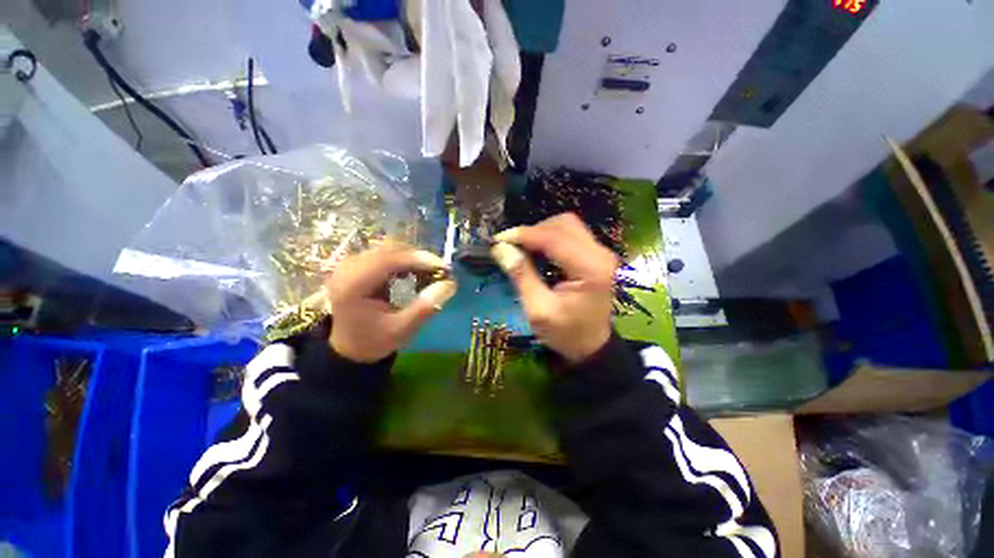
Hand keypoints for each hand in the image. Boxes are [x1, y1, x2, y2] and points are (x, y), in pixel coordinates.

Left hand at [327, 243, 456, 362]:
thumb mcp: (401, 330)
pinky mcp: (357, 265)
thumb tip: (450, 284)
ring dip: (413, 258)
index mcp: (353, 285)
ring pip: (389, 249)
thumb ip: (426, 307)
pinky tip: (414, 273)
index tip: (444, 267)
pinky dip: (404, 261)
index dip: (419, 259)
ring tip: (430, 273)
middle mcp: (347, 268)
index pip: (388, 260)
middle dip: (418, 258)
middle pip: (389, 249)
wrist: (348, 348)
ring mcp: (350, 264)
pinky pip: (385, 254)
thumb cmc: (373, 341)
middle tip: (440, 271)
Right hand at [491, 213, 616, 362]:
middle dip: (534, 231)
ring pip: (568, 225)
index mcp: (590, 269)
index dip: (525, 235)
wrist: (591, 346)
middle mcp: (600, 254)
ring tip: (523, 248)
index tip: (499, 239)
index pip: (555, 238)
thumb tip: (500, 248)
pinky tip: (538, 251)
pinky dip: (550, 237)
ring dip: (542, 232)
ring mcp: (601, 253)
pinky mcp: (596, 255)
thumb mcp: (538, 310)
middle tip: (512, 246)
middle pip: (564, 224)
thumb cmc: (565, 334)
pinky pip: (571, 234)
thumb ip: (521, 276)